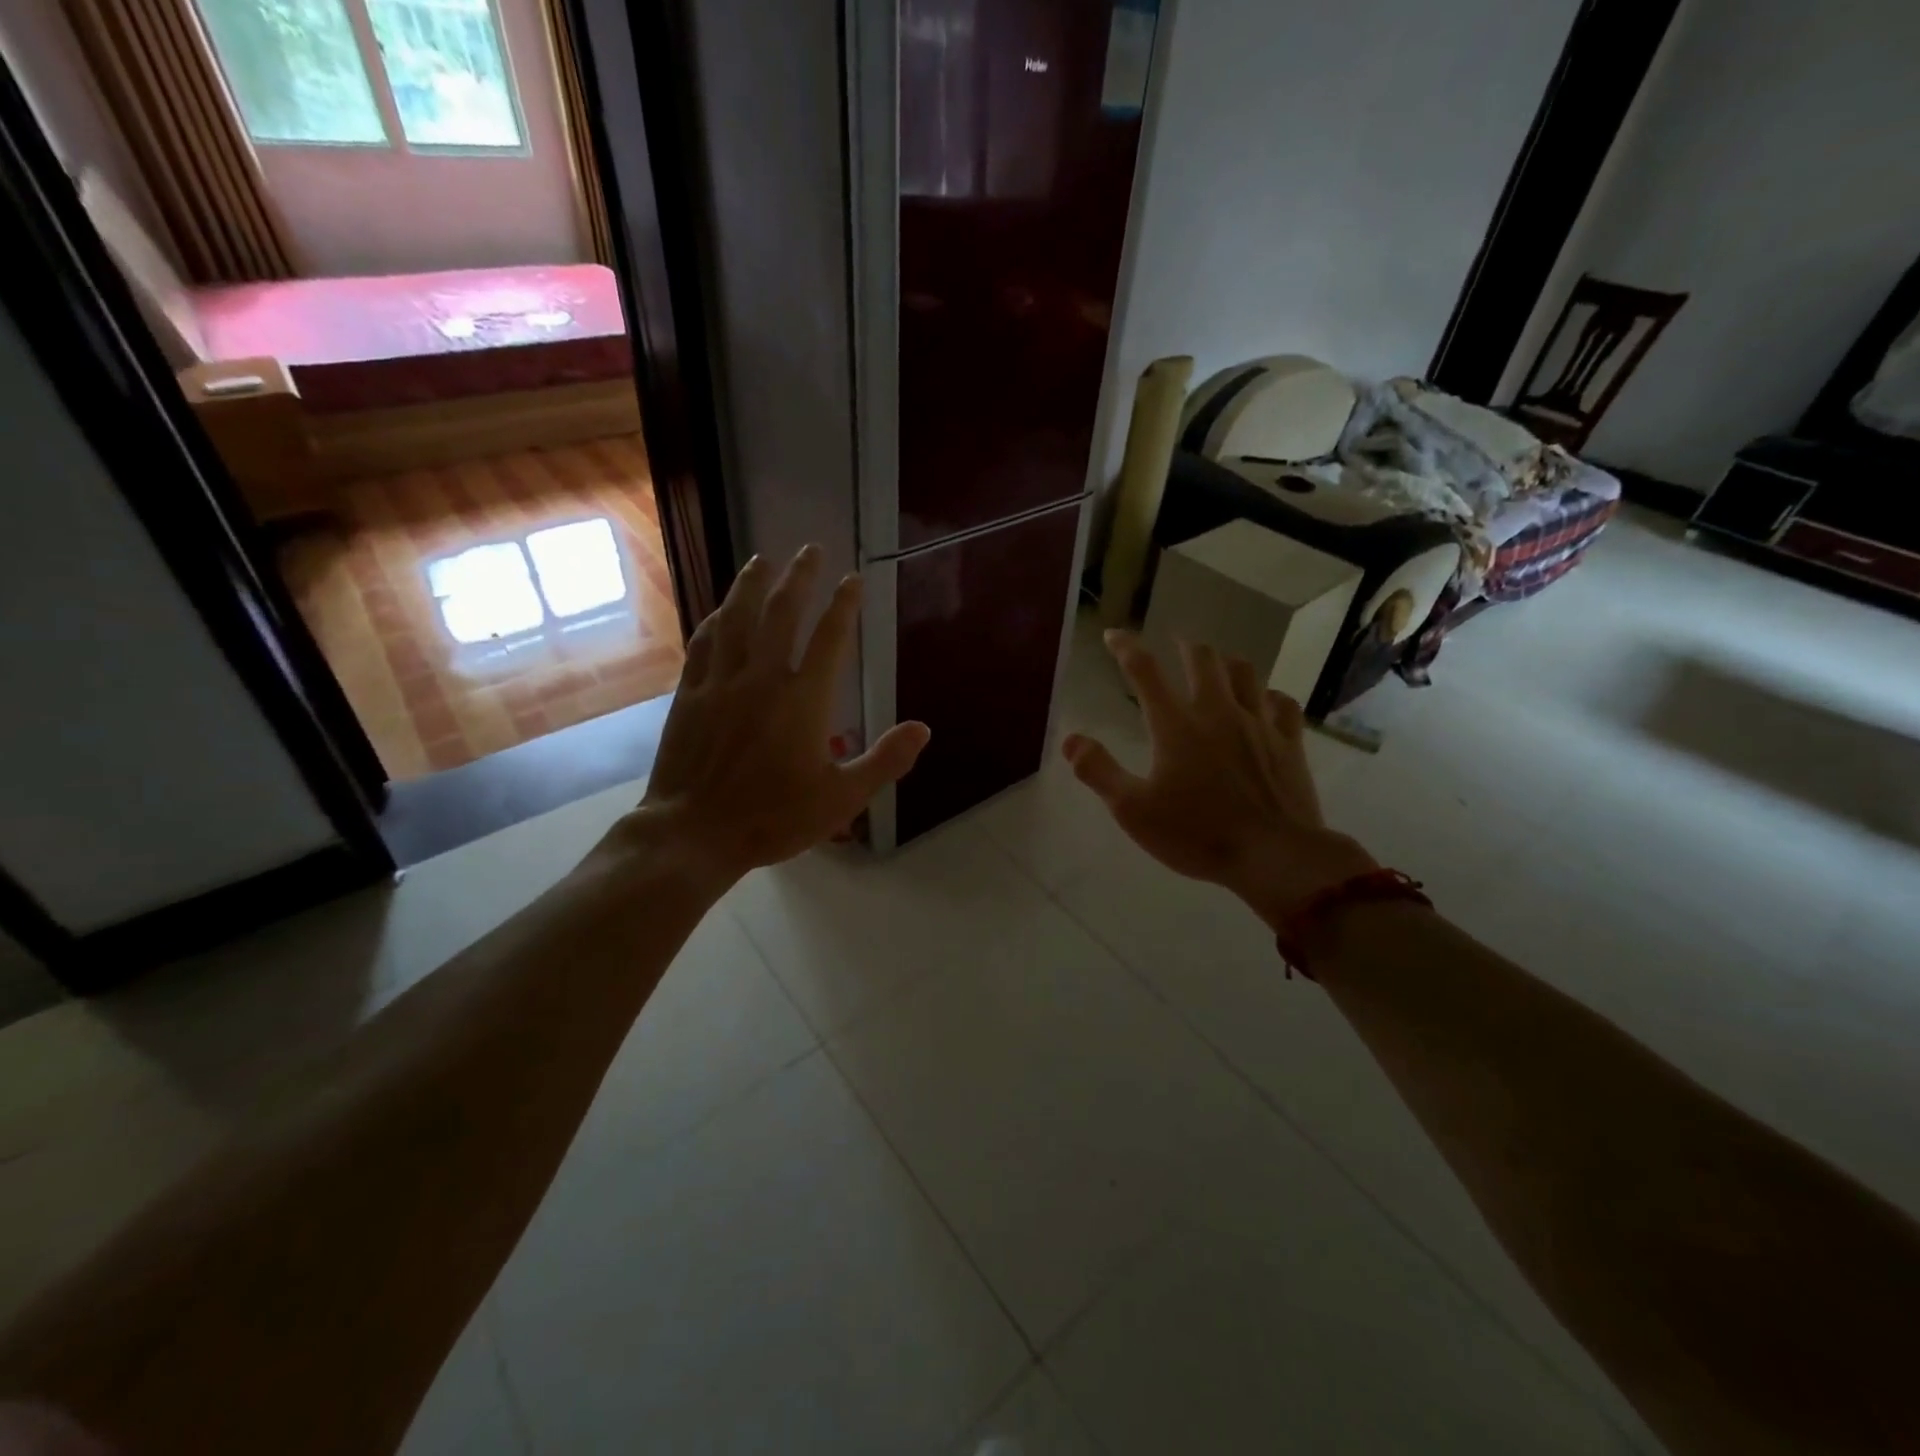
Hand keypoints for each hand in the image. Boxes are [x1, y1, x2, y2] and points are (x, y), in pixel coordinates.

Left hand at [620, 546, 930, 885]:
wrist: (695, 833)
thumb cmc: (774, 818)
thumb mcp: (842, 798)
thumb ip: (885, 760)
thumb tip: (923, 729)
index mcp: (803, 700)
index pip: (829, 638)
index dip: (844, 606)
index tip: (852, 579)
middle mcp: (762, 678)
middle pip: (781, 614)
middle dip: (798, 578)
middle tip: (809, 549)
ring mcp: (721, 683)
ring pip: (737, 620)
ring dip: (751, 586)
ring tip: (761, 560)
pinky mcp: (691, 695)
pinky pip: (703, 645)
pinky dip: (715, 621)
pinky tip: (719, 611)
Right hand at [1063, 631, 1375, 929]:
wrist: (1273, 854)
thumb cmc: (1197, 833)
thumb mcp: (1133, 810)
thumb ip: (1098, 771)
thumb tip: (1070, 740)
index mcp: (1176, 725)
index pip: (1144, 671)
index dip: (1126, 648)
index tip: (1114, 635)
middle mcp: (1217, 712)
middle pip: (1202, 659)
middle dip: (1184, 646)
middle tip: (1175, 645)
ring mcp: (1258, 724)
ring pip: (1244, 672)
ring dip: (1225, 662)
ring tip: (1217, 664)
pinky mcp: (1288, 742)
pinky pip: (1281, 703)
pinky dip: (1269, 695)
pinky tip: (1265, 701)